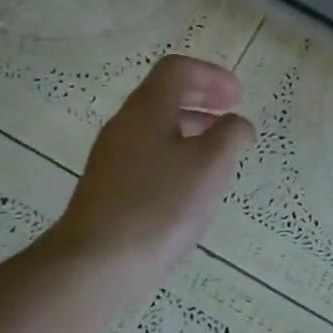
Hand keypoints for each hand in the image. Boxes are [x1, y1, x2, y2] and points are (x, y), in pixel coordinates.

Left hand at [54, 55, 255, 281]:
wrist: (94, 263)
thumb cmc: (159, 205)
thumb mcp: (210, 165)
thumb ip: (230, 135)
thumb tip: (237, 124)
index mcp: (147, 108)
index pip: (177, 69)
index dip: (212, 75)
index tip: (238, 97)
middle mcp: (124, 124)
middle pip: (164, 94)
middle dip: (202, 98)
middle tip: (231, 114)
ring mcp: (111, 156)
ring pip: (155, 126)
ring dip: (189, 127)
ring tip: (217, 151)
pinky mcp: (107, 187)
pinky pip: (145, 154)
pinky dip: (174, 153)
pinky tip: (189, 186)